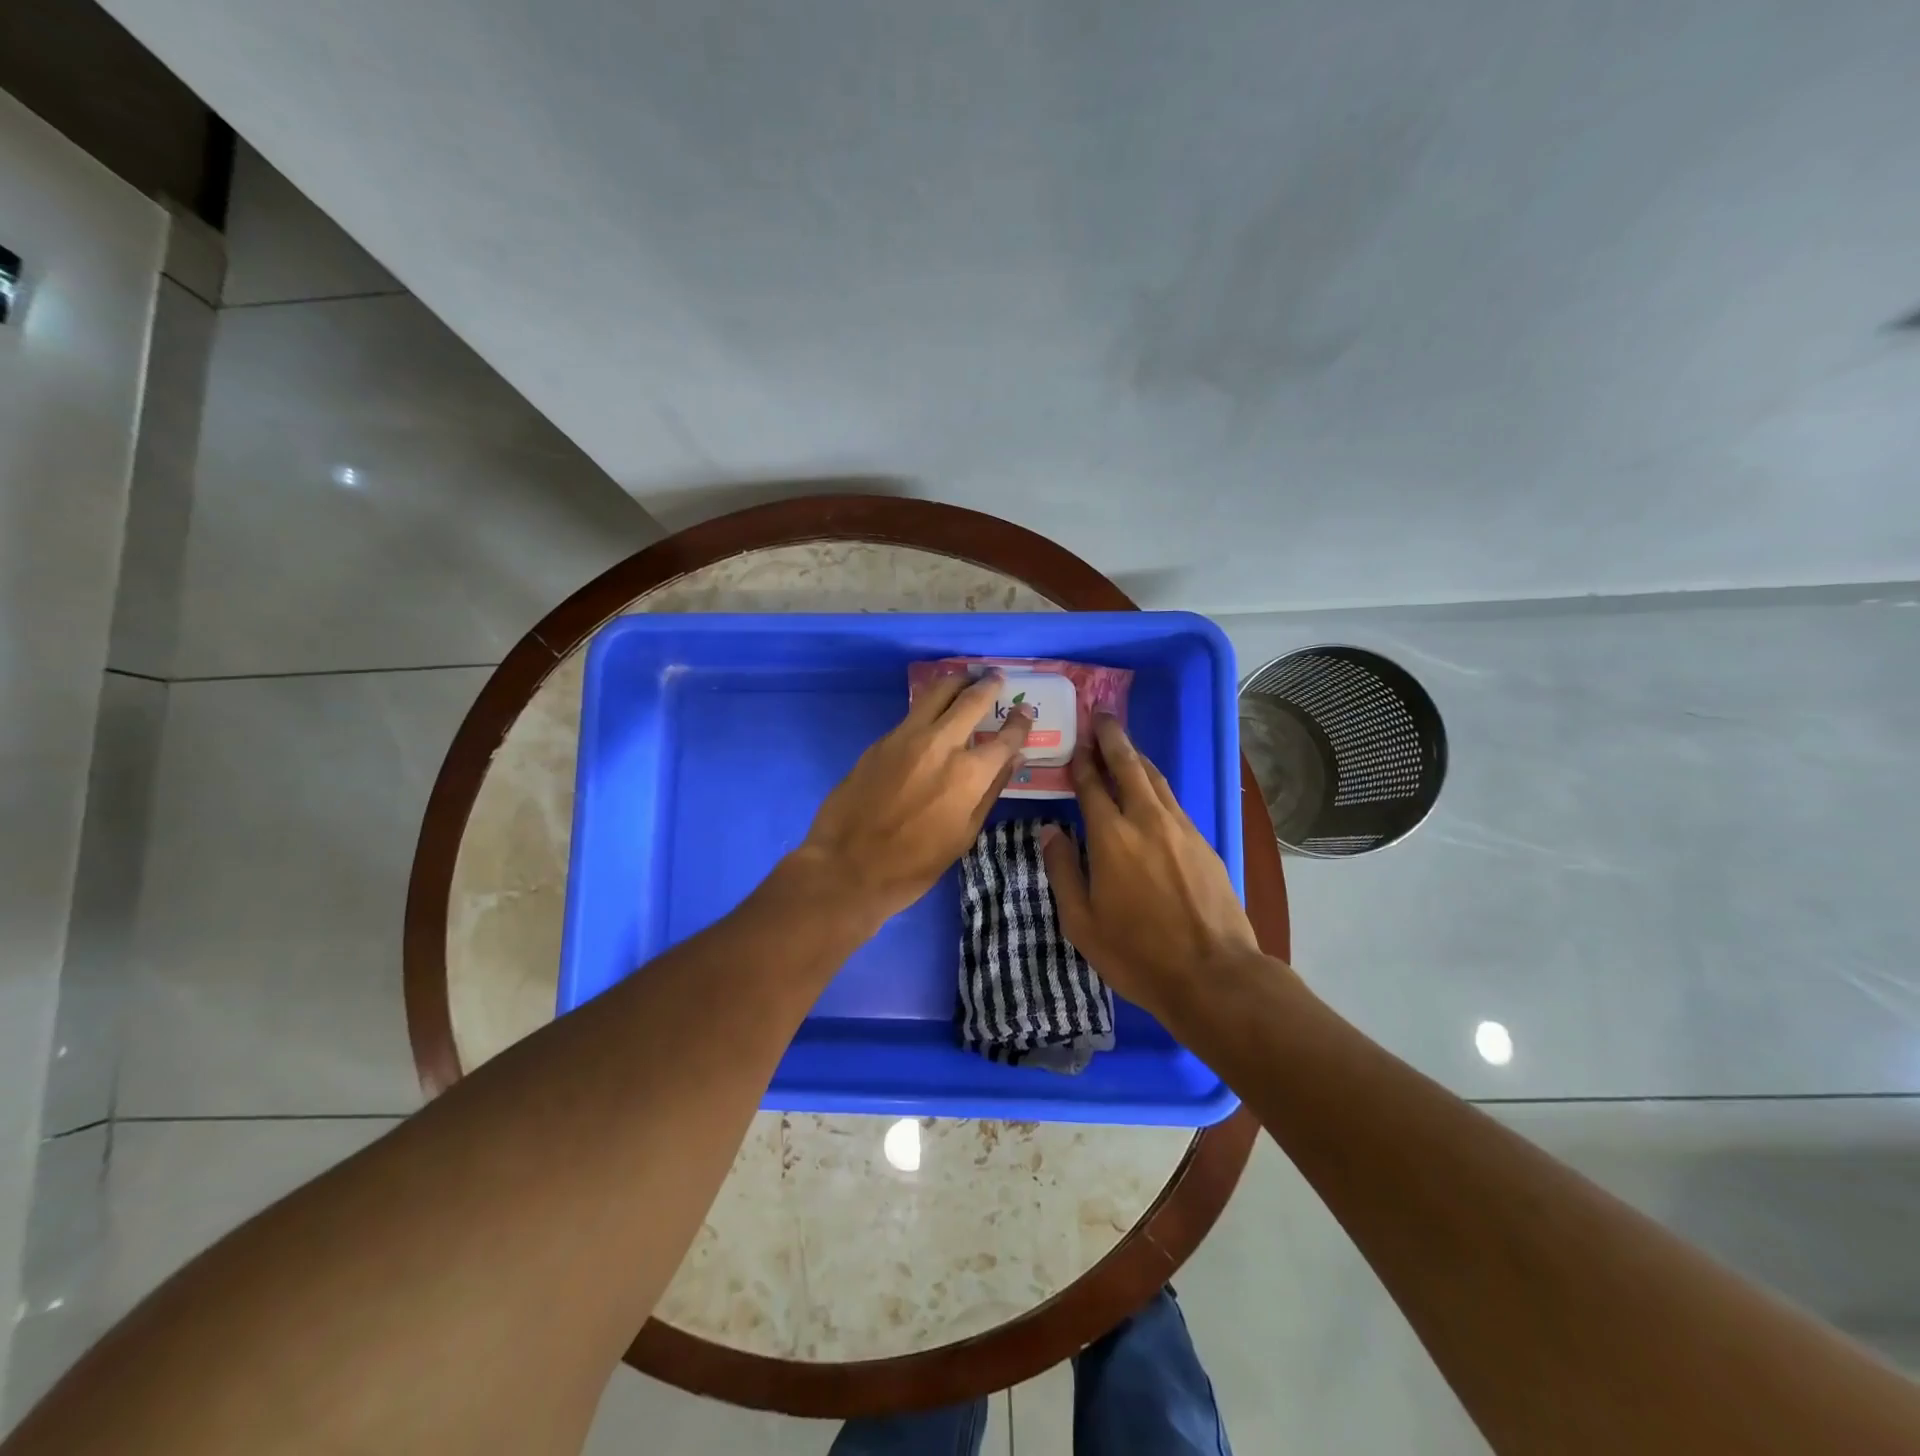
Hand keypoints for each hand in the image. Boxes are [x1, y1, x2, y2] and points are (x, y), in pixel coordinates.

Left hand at [798, 671, 1032, 924]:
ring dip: (956, 682)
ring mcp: (906, 737)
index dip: (1019, 722)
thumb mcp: (963, 836)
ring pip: (936, 693)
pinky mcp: (881, 741)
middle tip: (996, 677)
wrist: (846, 867)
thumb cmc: (913, 865)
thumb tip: (1011, 760)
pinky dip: (930, 703)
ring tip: (966, 679)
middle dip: (988, 685)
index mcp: (968, 774)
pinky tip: (934, 709)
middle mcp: (940, 744)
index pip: (1005, 737)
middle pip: (970, 700)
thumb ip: (989, 792)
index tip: (1025, 710)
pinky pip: (913, 712)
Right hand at [1041, 716, 1263, 1024]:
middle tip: (1102, 716)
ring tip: (1124, 745)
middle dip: (1113, 739)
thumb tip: (1050, 831)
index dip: (1082, 760)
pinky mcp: (1204, 842)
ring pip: (1156, 779)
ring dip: (1137, 758)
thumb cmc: (1136, 953)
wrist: (1213, 974)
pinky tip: (1152, 791)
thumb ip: (1063, 870)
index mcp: (1111, 836)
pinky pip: (1174, 801)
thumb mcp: (1082, 922)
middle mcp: (1147, 820)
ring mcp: (1181, 829)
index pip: (1092, 785)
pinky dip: (1157, 785)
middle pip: (1129, 767)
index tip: (1076, 740)